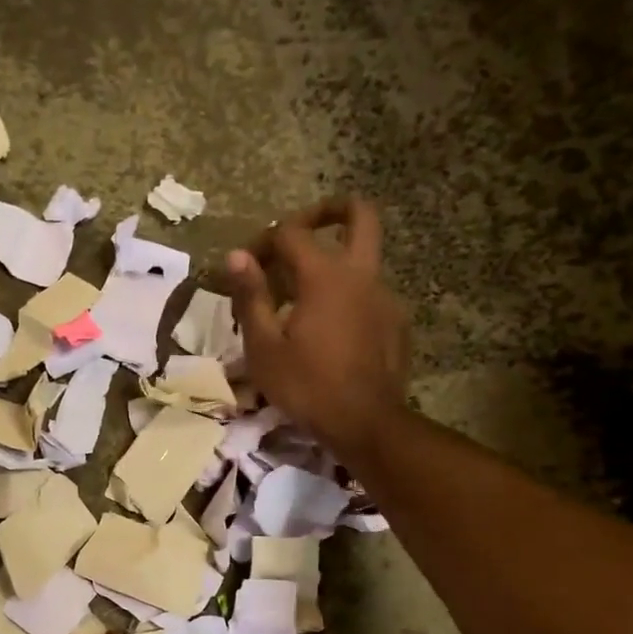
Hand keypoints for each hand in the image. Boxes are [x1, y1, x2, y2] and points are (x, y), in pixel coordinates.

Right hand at [224, 197, 409, 455]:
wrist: (366, 424)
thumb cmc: (307, 386)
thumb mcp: (263, 347)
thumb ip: (251, 296)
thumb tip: (235, 256)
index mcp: (325, 275)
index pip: (291, 233)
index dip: (262, 241)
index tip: (244, 267)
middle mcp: (361, 274)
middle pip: (359, 214)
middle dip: (329, 209)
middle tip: (301, 230)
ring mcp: (385, 297)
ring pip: (363, 258)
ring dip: (333, 263)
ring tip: (303, 301)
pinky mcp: (396, 323)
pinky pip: (370, 294)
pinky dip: (347, 297)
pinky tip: (329, 330)